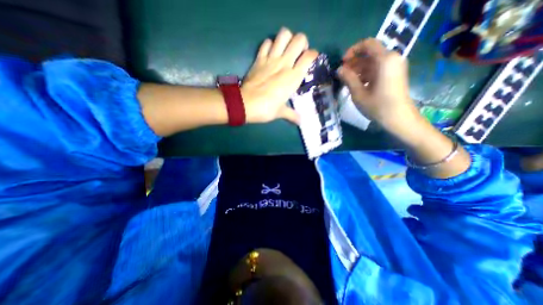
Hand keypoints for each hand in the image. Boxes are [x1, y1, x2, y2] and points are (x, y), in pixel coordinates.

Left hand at [240, 27, 318, 123]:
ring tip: (286, 49)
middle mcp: (285, 63)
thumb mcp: (281, 112)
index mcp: (293, 77)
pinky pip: (266, 43)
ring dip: (287, 39)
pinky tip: (271, 53)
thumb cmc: (266, 109)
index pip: (309, 56)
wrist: (246, 104)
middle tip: (298, 53)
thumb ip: (292, 115)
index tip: (310, 61)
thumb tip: (300, 122)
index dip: (313, 55)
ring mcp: (271, 58)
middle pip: (299, 39)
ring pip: (283, 34)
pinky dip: (270, 45)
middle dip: (302, 43)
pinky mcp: (259, 58)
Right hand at [338, 36, 415, 128]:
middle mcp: (392, 58)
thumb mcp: (358, 93)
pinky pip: (378, 68)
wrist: (398, 118)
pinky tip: (358, 84)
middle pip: (370, 53)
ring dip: (359, 69)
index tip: (342, 63)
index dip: (352, 51)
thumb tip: (339, 69)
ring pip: (373, 62)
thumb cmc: (377, 106)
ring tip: (347, 81)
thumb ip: (348, 78)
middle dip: (354, 62)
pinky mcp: (395, 74)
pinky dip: (366, 74)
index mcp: (384, 59)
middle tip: (342, 74)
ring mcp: (395, 66)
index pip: (367, 44)